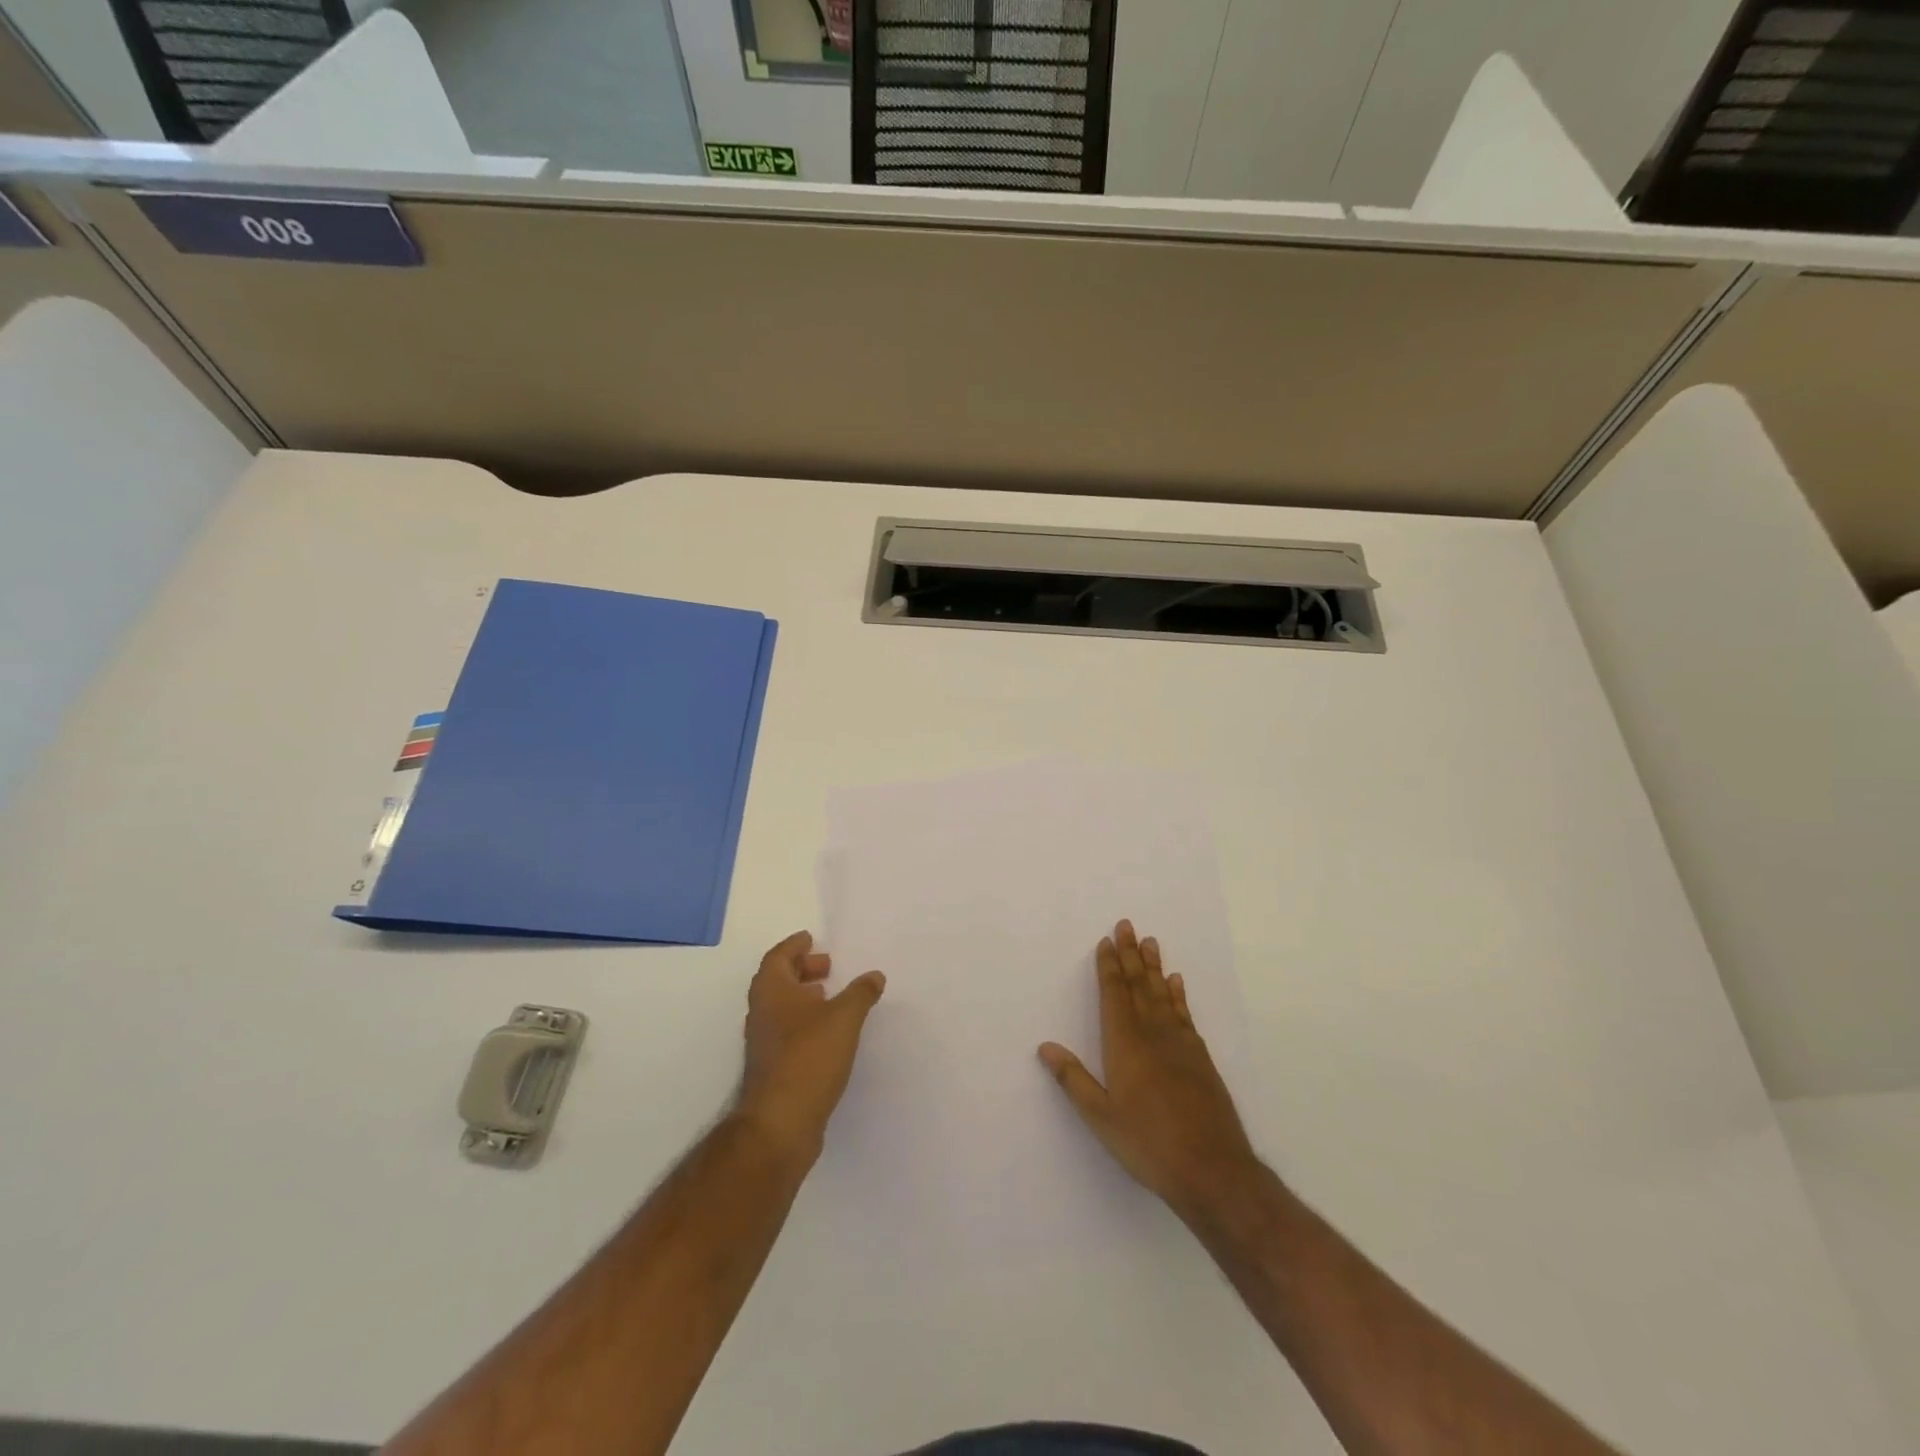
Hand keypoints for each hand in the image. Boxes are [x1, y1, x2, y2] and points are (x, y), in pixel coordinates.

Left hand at [737, 930, 885, 1163]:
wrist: (780, 1124)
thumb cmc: (809, 1057)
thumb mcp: (844, 1018)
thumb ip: (860, 993)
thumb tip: (874, 975)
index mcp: (772, 992)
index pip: (777, 957)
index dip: (794, 946)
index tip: (811, 939)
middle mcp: (762, 1013)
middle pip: (777, 980)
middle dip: (801, 969)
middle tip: (828, 966)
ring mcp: (764, 1043)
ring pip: (782, 1008)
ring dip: (804, 996)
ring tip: (831, 996)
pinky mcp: (773, 1068)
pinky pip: (788, 1031)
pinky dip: (806, 1021)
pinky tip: (829, 1032)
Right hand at [1039, 919, 1257, 1220]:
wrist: (1213, 1169)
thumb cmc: (1148, 1143)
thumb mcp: (1100, 1117)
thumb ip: (1073, 1079)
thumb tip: (1045, 1046)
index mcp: (1125, 1044)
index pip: (1114, 995)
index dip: (1109, 967)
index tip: (1106, 941)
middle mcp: (1153, 1034)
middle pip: (1139, 985)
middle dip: (1130, 955)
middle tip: (1127, 925)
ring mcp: (1181, 1044)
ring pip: (1163, 994)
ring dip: (1154, 967)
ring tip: (1151, 942)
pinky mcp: (1201, 1059)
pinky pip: (1185, 1014)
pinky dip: (1178, 995)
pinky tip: (1177, 983)